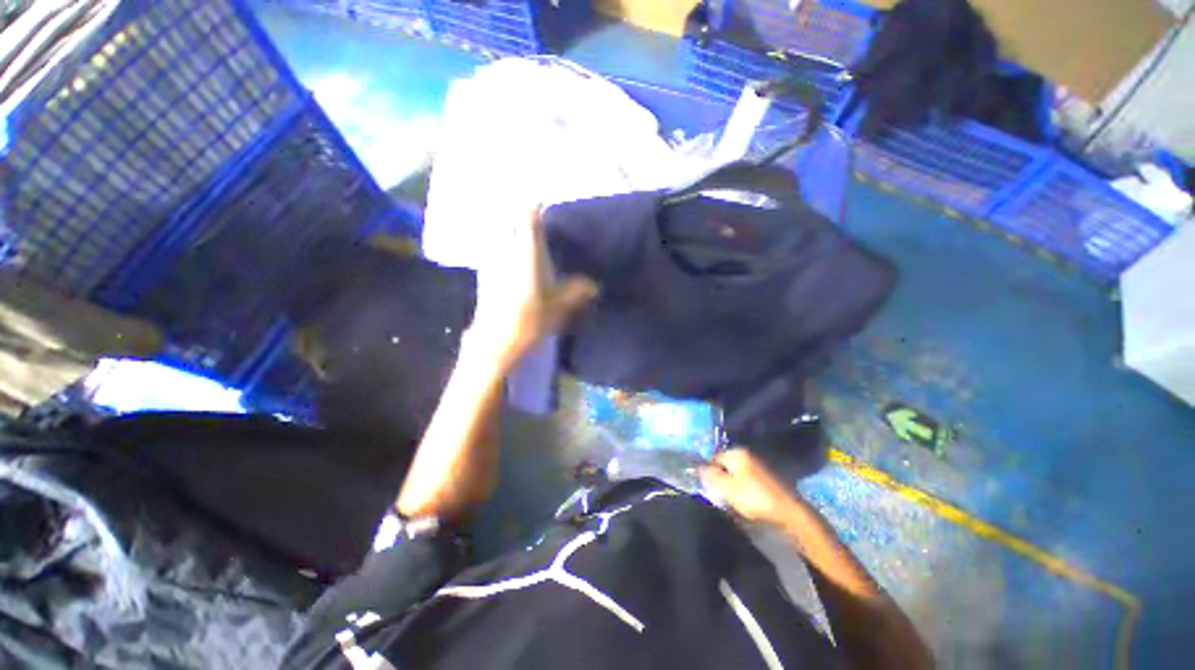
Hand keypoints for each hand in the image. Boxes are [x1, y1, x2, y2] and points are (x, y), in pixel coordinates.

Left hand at [467, 206, 597, 369]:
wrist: (498, 339)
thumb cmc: (533, 316)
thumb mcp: (561, 303)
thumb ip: (578, 290)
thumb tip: (593, 285)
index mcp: (528, 249)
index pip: (528, 215)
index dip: (534, 206)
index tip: (543, 202)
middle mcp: (506, 248)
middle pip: (511, 222)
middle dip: (523, 219)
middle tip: (537, 223)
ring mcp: (492, 260)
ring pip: (501, 237)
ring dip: (512, 235)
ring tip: (527, 242)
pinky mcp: (485, 274)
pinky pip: (496, 252)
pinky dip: (505, 252)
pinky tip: (515, 263)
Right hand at [700, 448, 801, 524]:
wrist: (790, 513)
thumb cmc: (754, 498)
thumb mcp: (727, 488)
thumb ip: (710, 475)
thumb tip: (696, 466)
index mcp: (737, 453)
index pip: (714, 457)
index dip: (708, 472)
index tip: (707, 487)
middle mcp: (748, 455)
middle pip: (726, 466)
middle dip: (721, 479)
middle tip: (720, 496)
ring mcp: (759, 466)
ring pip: (737, 474)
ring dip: (732, 486)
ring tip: (733, 501)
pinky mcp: (768, 479)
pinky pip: (749, 482)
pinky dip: (745, 490)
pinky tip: (747, 502)